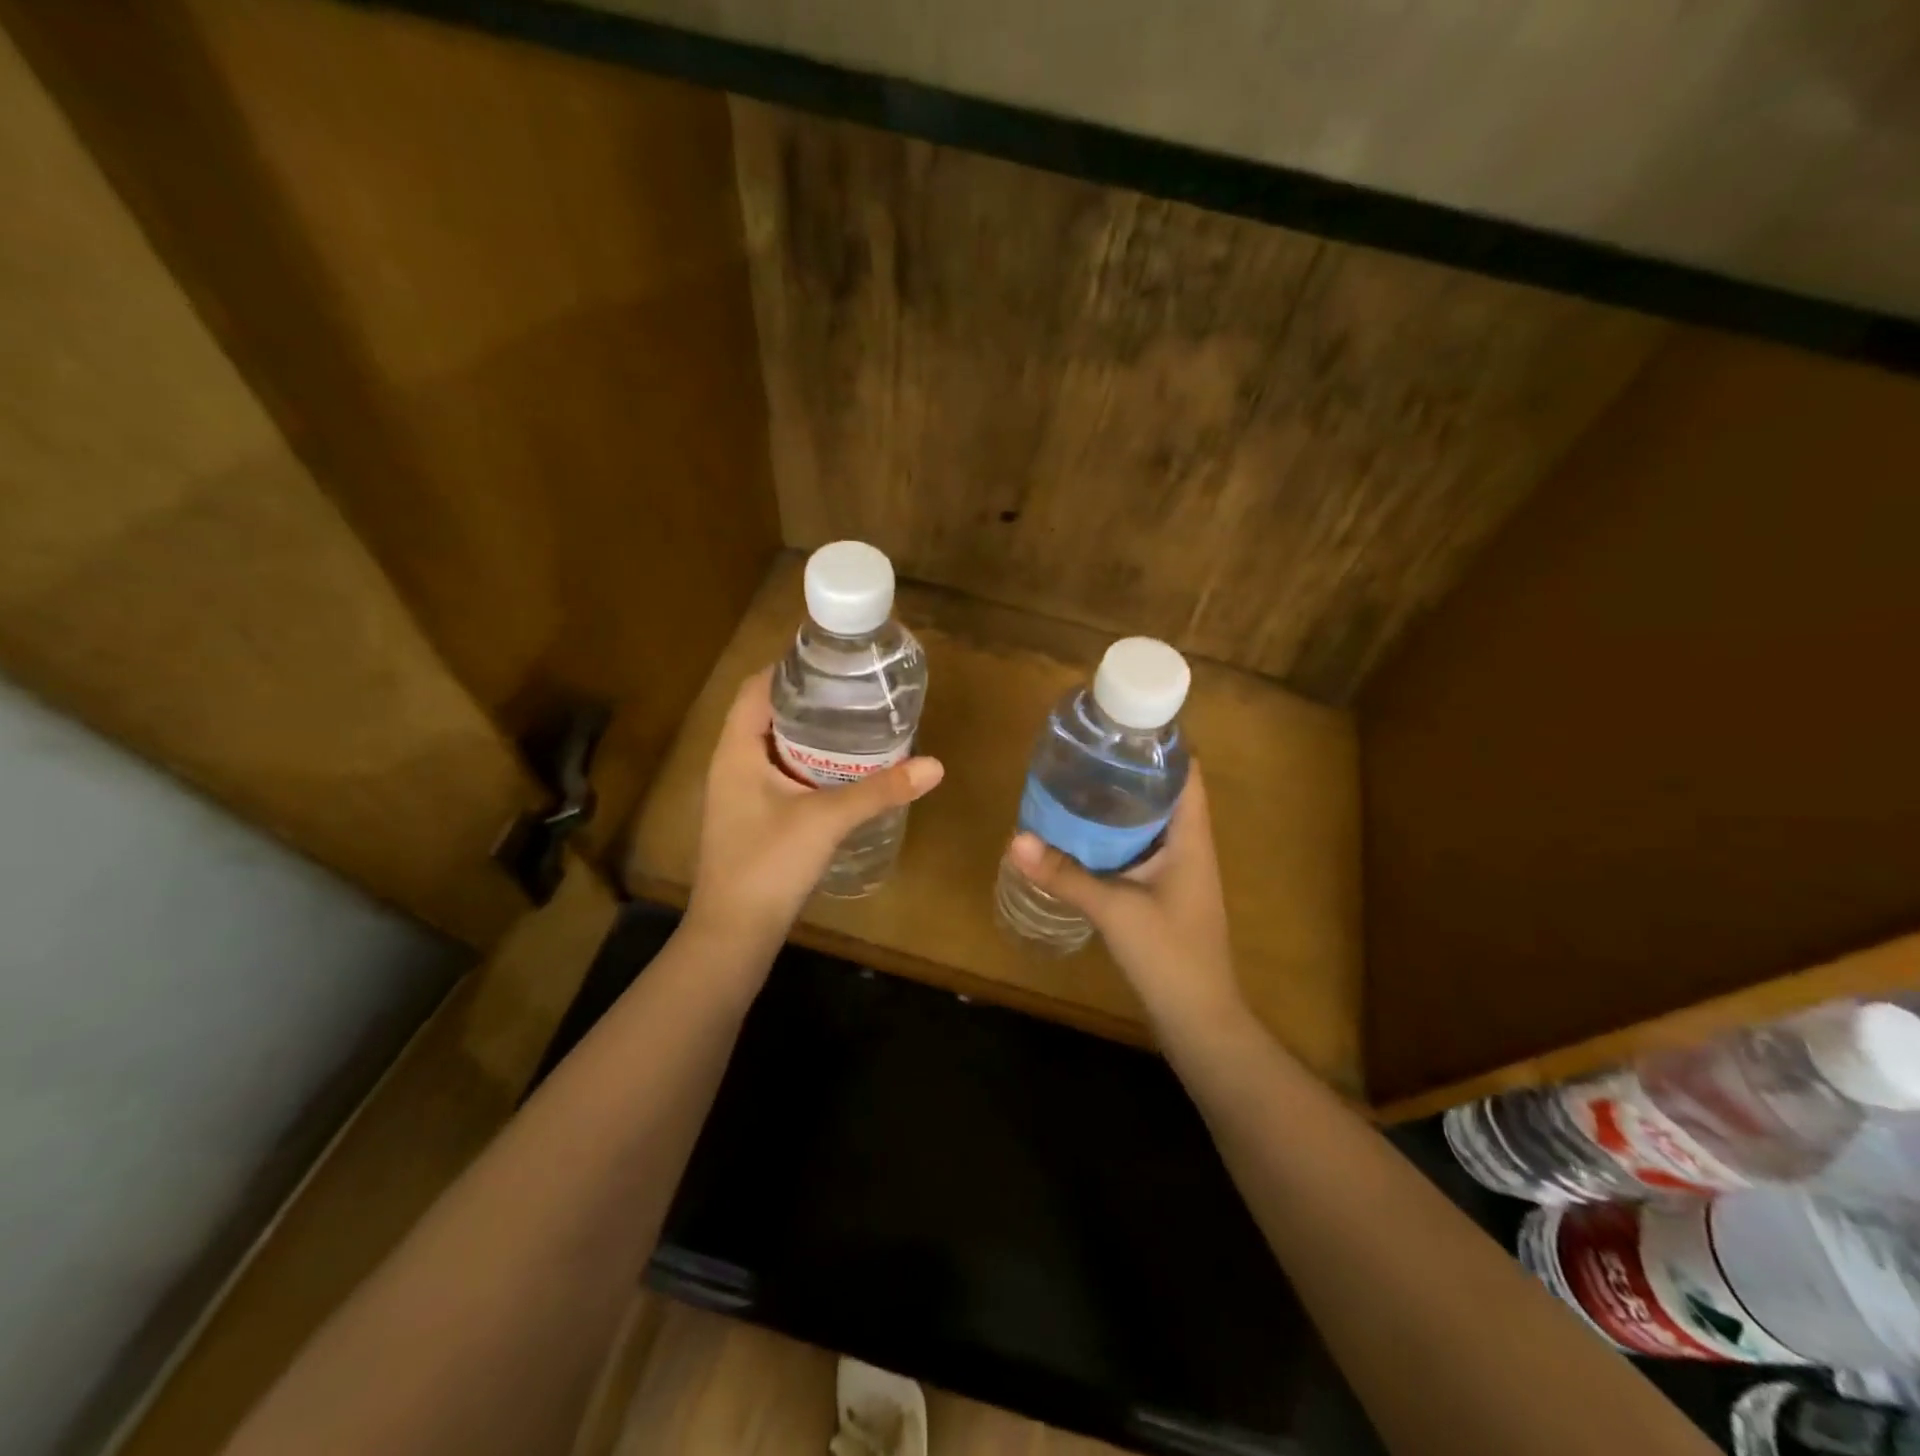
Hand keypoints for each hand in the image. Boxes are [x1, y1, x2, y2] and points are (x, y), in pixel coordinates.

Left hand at [685, 667, 943, 948]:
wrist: (733, 933)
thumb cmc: (769, 865)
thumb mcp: (827, 821)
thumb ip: (879, 791)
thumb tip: (934, 766)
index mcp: (736, 751)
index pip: (755, 689)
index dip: (789, 670)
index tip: (833, 663)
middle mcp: (731, 765)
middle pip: (766, 715)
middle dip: (808, 702)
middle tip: (855, 694)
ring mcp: (738, 794)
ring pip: (773, 747)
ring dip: (808, 736)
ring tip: (854, 726)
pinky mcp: (750, 819)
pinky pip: (778, 775)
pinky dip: (806, 765)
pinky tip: (840, 774)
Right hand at [1007, 762, 1241, 1033]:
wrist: (1198, 1018)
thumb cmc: (1169, 954)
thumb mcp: (1113, 909)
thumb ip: (1064, 874)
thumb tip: (1015, 839)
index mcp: (1191, 837)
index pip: (1186, 772)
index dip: (1160, 745)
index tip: (1119, 726)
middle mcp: (1189, 845)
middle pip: (1163, 791)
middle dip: (1127, 770)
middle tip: (1083, 752)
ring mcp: (1178, 870)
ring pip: (1149, 821)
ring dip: (1119, 803)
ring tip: (1076, 782)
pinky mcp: (1163, 891)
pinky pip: (1139, 848)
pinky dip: (1114, 835)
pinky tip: (1081, 834)